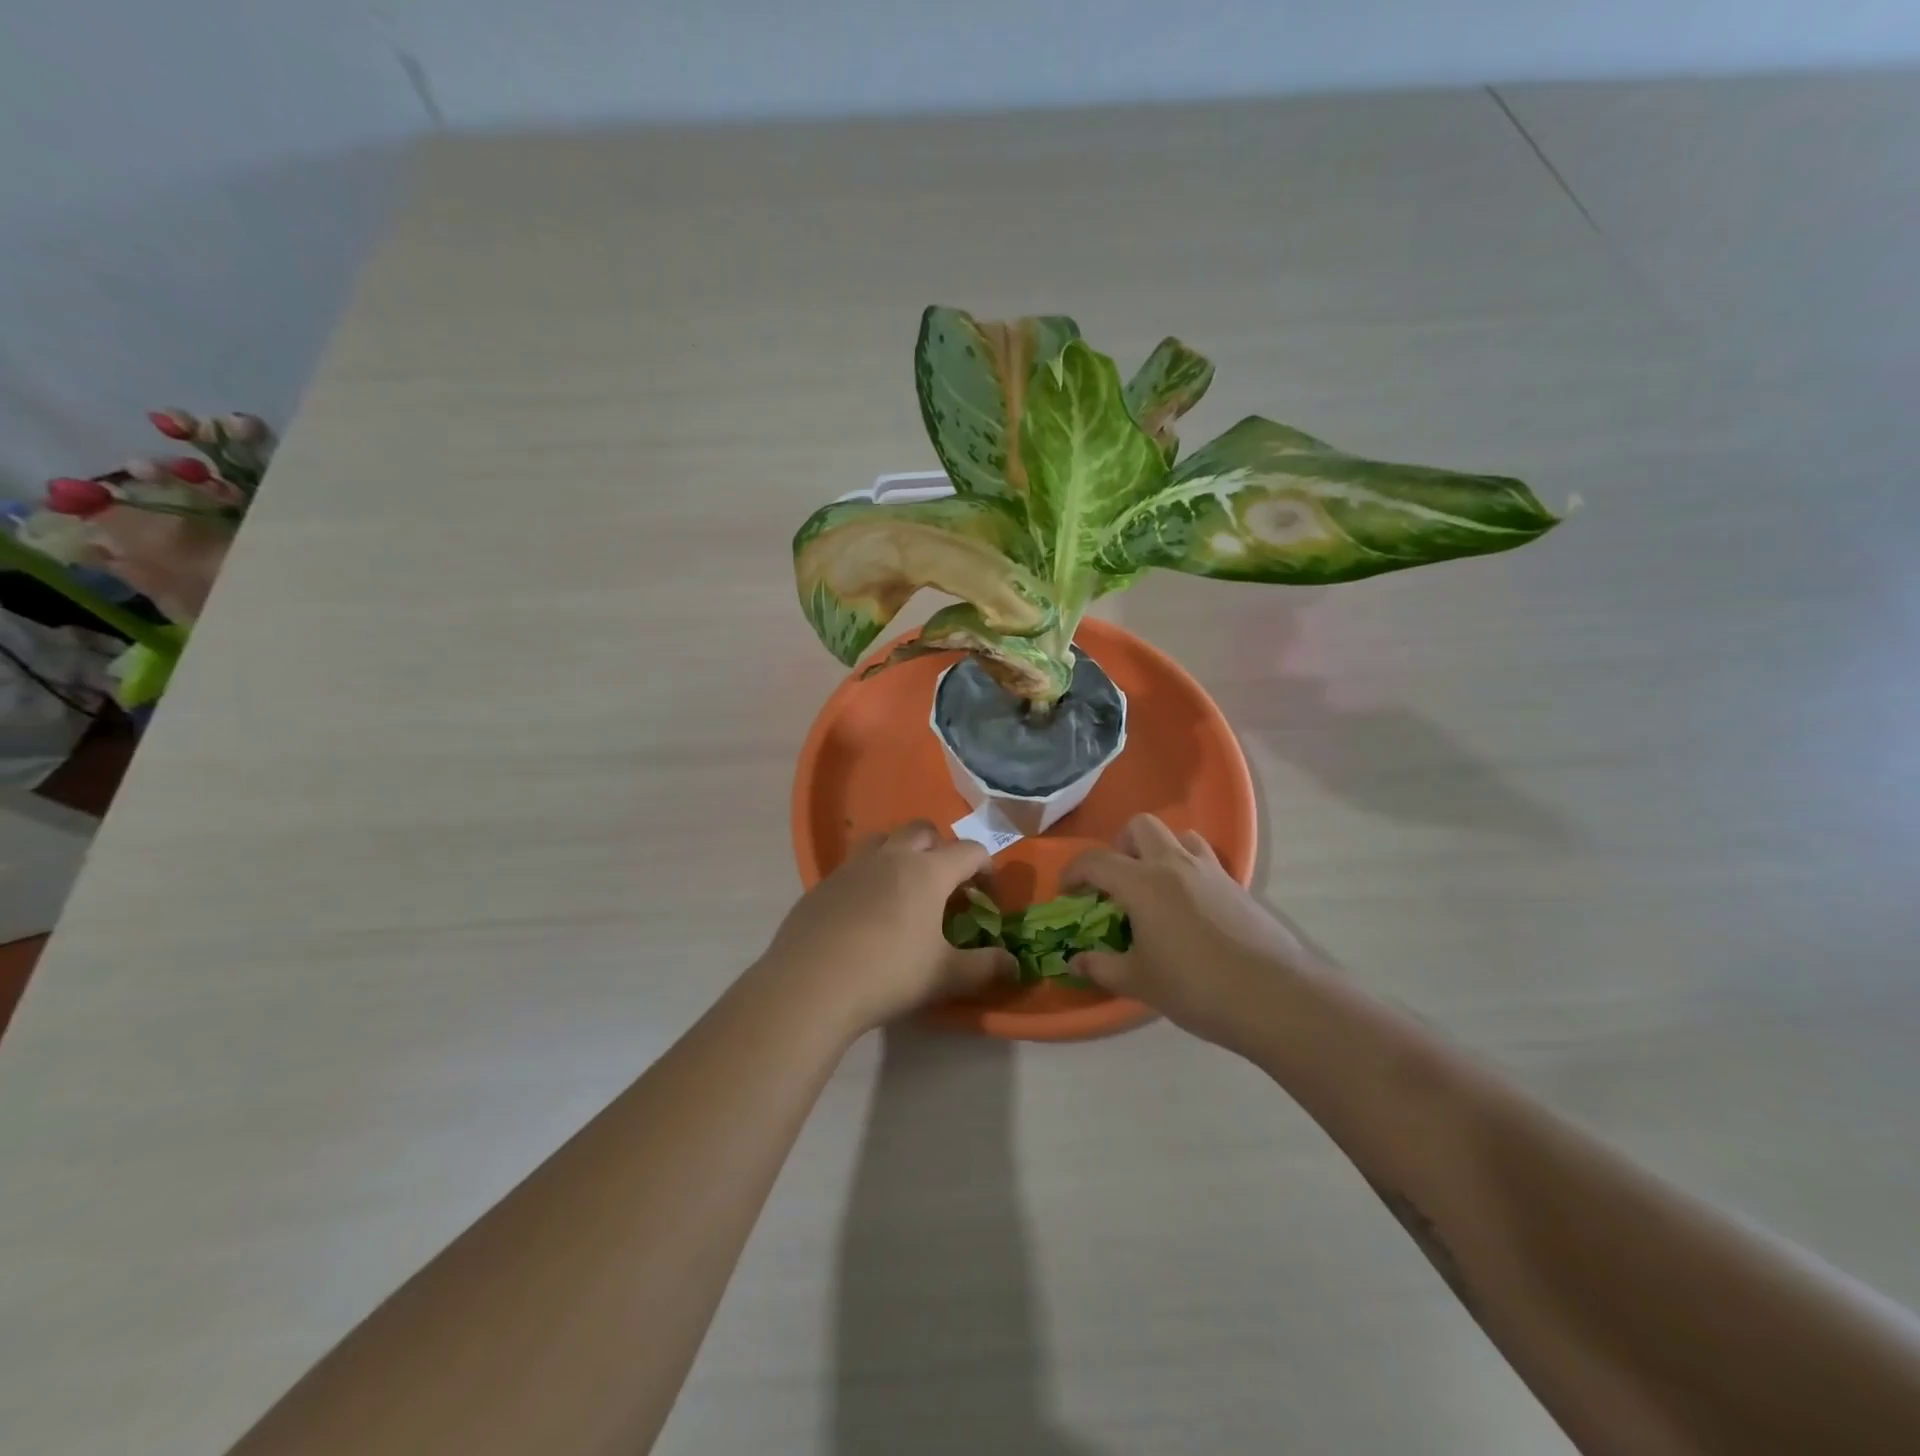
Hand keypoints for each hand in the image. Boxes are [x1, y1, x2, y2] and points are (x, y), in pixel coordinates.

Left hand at [762, 822, 1014, 1034]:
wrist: (811, 984)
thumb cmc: (888, 974)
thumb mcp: (944, 976)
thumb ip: (984, 967)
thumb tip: (1015, 965)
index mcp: (928, 871)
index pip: (969, 851)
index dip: (985, 868)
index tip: (987, 895)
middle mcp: (892, 857)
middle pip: (923, 830)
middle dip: (941, 848)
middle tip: (944, 884)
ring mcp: (853, 866)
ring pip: (884, 840)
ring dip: (901, 852)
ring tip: (903, 888)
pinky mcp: (823, 883)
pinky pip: (854, 866)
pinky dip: (869, 876)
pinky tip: (865, 912)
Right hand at [1066, 814, 1335, 1052]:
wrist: (1275, 997)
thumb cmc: (1196, 988)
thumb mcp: (1140, 982)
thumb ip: (1102, 967)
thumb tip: (1075, 962)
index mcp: (1142, 883)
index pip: (1096, 860)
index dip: (1074, 871)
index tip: (1067, 892)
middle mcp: (1174, 865)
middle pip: (1141, 826)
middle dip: (1120, 844)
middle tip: (1116, 880)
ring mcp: (1211, 871)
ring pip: (1179, 836)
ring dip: (1159, 851)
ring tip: (1155, 888)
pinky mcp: (1238, 886)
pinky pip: (1206, 861)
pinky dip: (1189, 870)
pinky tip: (1190, 909)